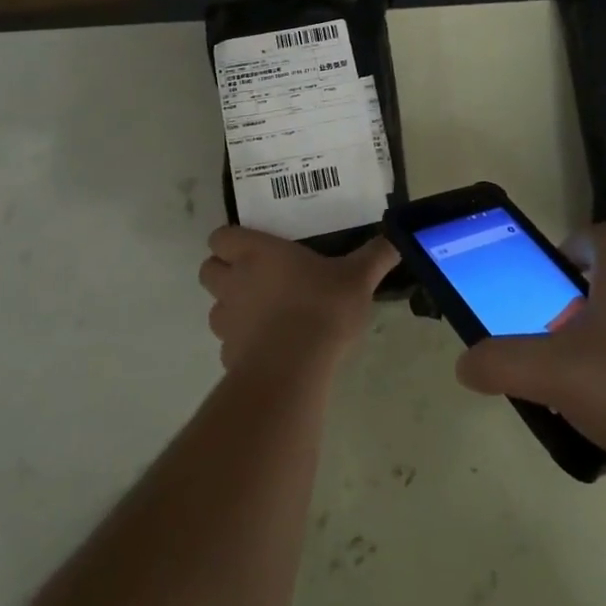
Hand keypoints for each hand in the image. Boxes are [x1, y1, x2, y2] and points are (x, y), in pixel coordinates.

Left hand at [198, 226, 398, 376]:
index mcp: (256, 253)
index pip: (221, 237)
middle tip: (256, 276)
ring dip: (232, 307)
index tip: (254, 246)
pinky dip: (243, 343)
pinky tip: (270, 347)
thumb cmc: (321, 307)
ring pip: (215, 308)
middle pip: (208, 269)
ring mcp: (227, 321)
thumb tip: (398, 237)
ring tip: (264, 314)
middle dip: (225, 271)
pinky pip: (229, 343)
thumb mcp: (357, 278)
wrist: (294, 369)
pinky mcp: (228, 357)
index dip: (232, 240)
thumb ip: (375, 256)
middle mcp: (234, 282)